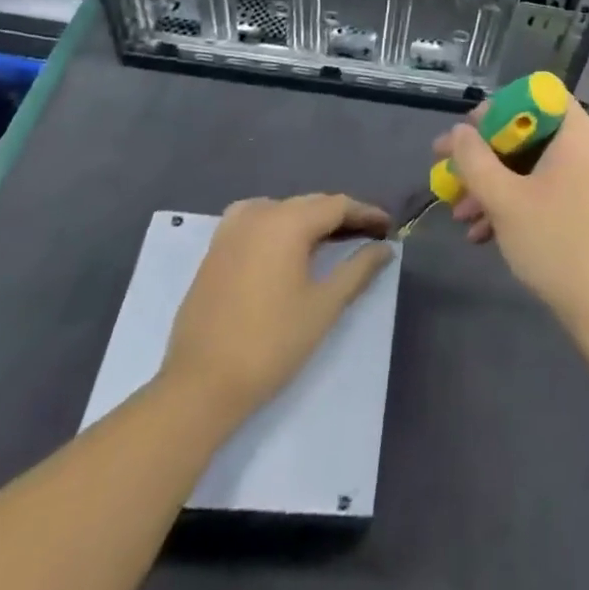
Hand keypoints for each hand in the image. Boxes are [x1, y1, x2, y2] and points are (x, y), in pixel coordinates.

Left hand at [159, 194, 394, 427]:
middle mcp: (259, 214)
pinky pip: (255, 220)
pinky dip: (278, 225)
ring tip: (330, 240)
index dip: (366, 213)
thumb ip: (358, 269)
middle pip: (310, 204)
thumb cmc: (271, 343)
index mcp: (288, 222)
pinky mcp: (214, 249)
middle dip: (340, 216)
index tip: (388, 226)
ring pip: (282, 210)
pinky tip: (283, 245)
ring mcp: (231, 230)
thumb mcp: (324, 306)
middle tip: (367, 235)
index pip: (337, 205)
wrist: (200, 385)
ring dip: (309, 220)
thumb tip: (384, 248)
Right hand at [435, 96, 588, 338]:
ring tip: (460, 214)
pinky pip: (548, 189)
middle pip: (530, 132)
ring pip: (534, 166)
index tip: (467, 132)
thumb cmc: (557, 243)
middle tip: (450, 173)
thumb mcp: (505, 200)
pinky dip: (517, 202)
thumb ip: (475, 160)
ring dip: (495, 185)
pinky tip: (484, 234)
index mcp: (577, 132)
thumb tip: (459, 131)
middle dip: (486, 156)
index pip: (536, 95)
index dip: (498, 108)